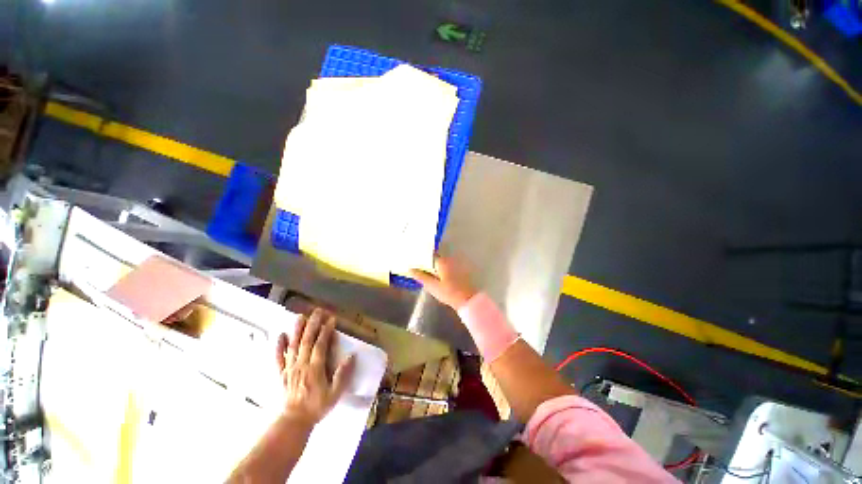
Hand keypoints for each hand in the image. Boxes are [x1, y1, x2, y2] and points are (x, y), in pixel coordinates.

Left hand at [276, 309, 354, 425]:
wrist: (293, 421)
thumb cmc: (316, 406)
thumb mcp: (335, 394)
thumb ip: (342, 375)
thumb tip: (351, 356)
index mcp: (315, 368)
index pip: (321, 344)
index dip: (326, 330)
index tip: (331, 319)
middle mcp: (302, 364)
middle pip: (307, 340)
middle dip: (313, 324)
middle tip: (317, 311)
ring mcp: (290, 368)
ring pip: (293, 345)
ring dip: (297, 330)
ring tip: (300, 316)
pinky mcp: (281, 373)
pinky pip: (279, 358)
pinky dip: (279, 346)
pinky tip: (281, 335)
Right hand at [410, 256, 476, 309]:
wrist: (468, 300)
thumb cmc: (449, 293)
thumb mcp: (432, 286)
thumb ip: (421, 276)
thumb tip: (410, 269)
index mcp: (442, 261)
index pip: (430, 255)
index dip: (422, 257)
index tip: (414, 260)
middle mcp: (450, 260)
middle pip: (436, 258)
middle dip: (428, 262)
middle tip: (418, 267)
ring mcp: (456, 265)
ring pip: (442, 263)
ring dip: (435, 266)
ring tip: (426, 272)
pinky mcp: (461, 271)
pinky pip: (448, 267)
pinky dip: (441, 270)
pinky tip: (437, 277)